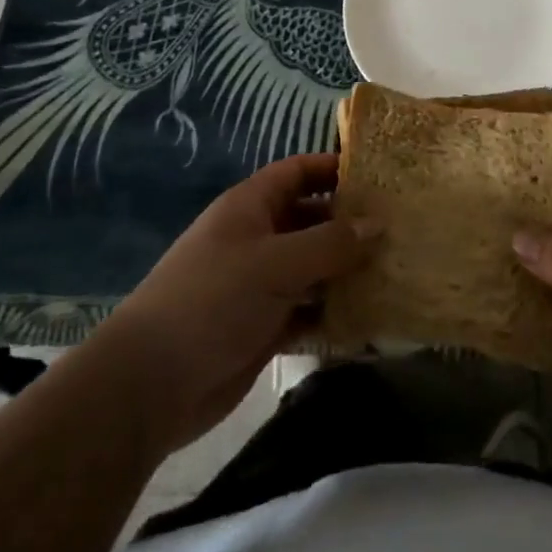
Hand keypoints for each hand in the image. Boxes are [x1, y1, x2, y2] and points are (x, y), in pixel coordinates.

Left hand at [103, 153, 380, 454]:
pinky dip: (332, 313)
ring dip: (346, 271)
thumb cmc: (213, 301)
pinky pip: (307, 311)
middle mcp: (256, 238)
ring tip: (395, 270)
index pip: (298, 172)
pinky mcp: (263, 327)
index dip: (334, 168)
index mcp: (251, 207)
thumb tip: (379, 223)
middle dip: (350, 224)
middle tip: (400, 229)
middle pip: (310, 219)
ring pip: (312, 267)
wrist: (151, 383)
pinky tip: (368, 318)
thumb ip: (330, 243)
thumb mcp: (275, 263)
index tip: (379, 176)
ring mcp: (259, 284)